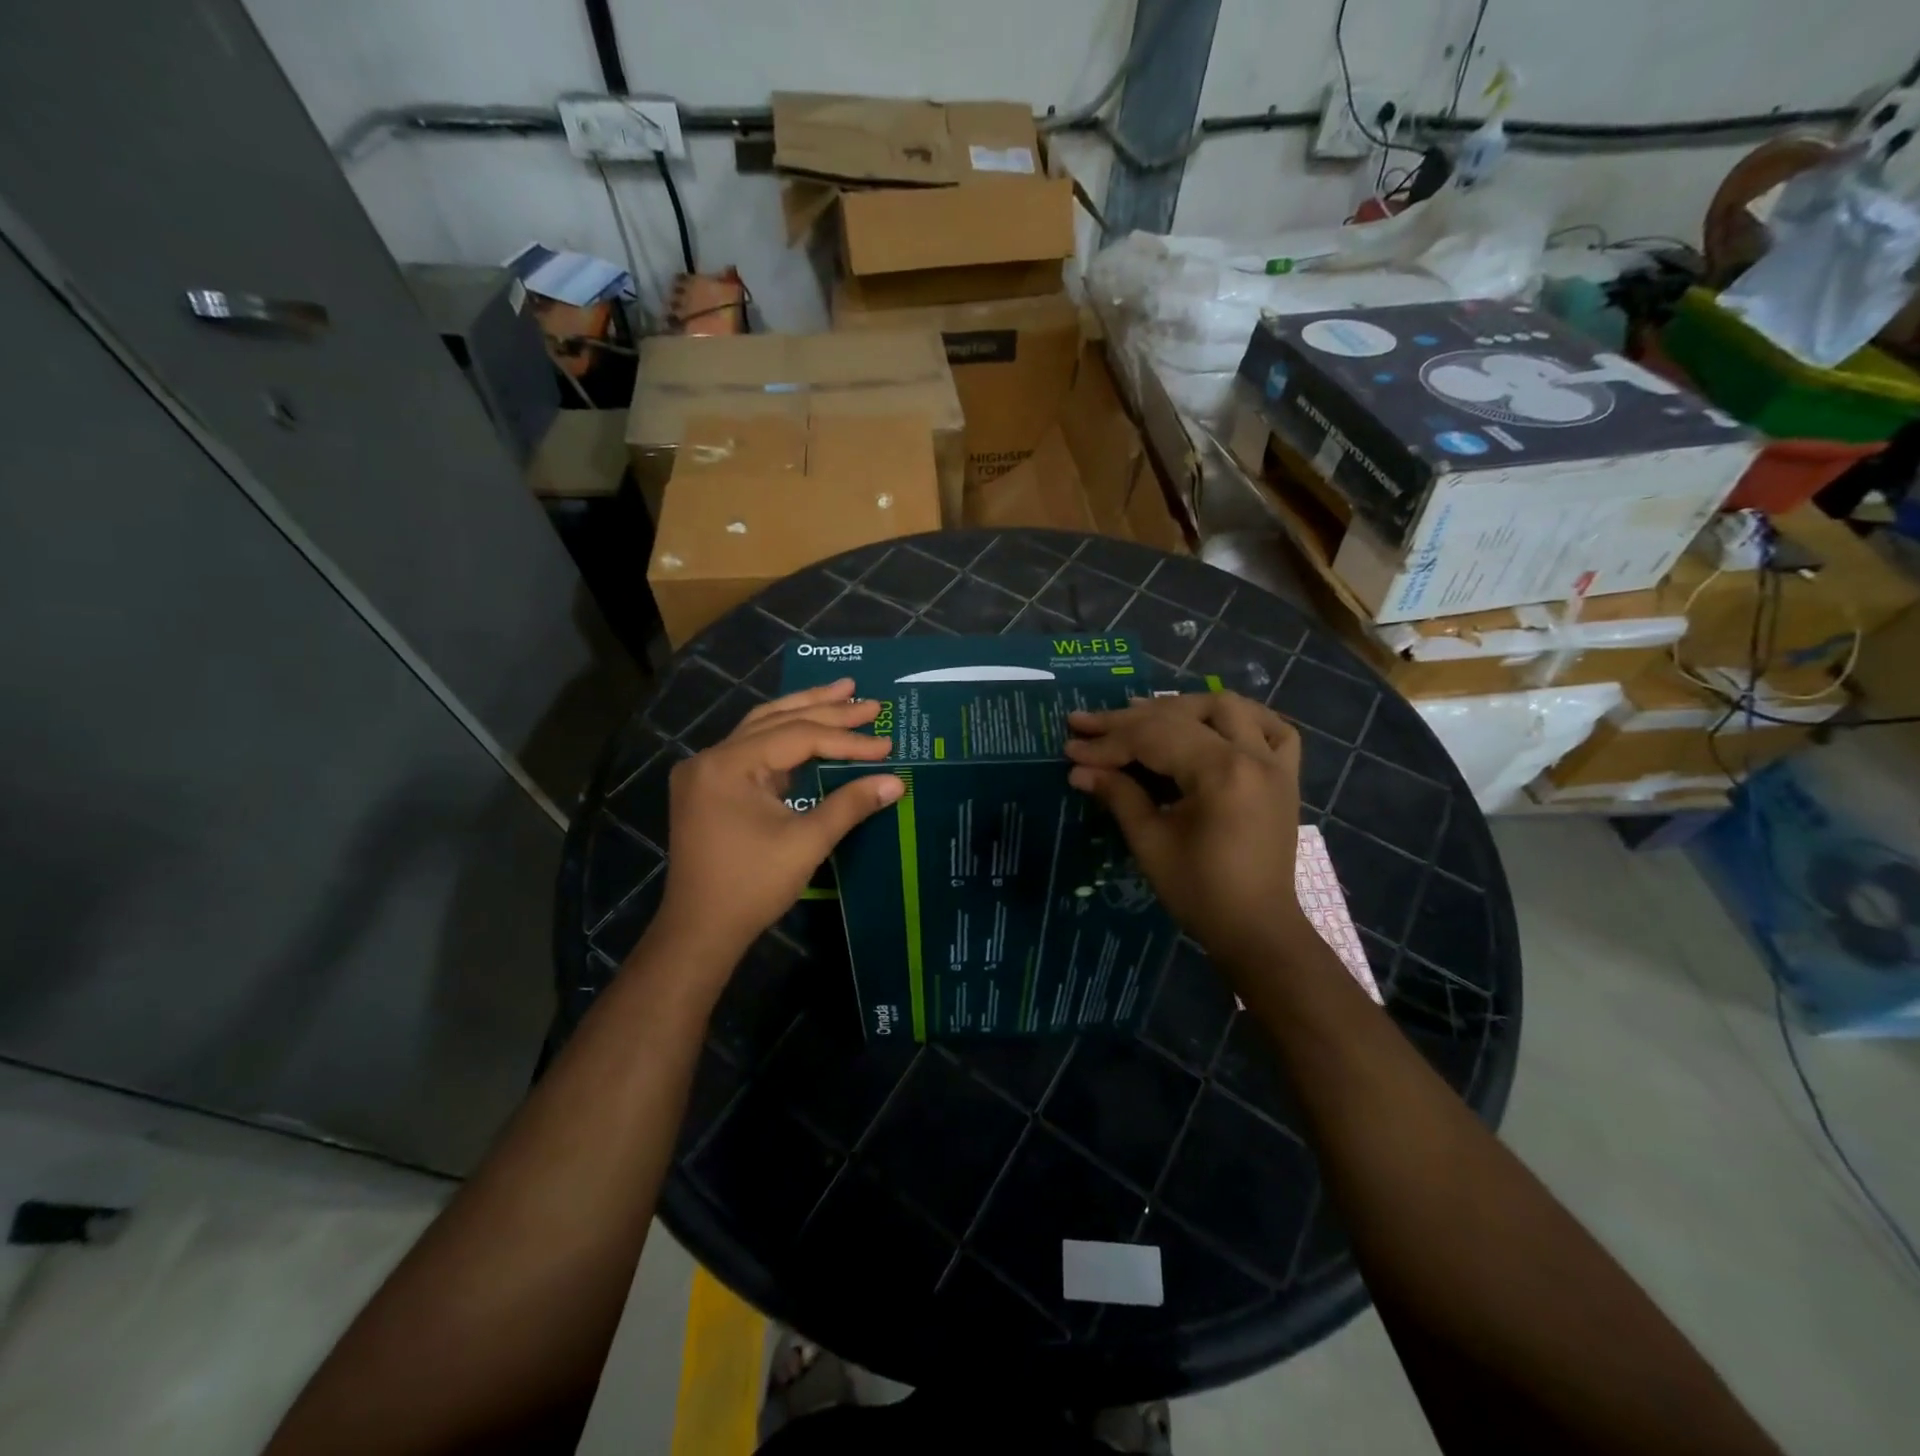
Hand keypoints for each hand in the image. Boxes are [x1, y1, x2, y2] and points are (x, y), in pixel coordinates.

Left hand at [649, 678, 902, 979]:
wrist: (700, 931)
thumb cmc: (752, 886)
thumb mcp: (806, 842)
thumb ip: (850, 804)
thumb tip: (896, 781)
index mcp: (728, 764)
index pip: (798, 737)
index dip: (846, 740)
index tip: (886, 745)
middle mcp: (711, 757)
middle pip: (776, 720)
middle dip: (826, 708)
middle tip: (868, 699)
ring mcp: (706, 772)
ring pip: (761, 728)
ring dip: (803, 712)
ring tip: (841, 694)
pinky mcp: (709, 788)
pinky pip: (752, 750)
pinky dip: (784, 740)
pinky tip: (810, 733)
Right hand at [1066, 692, 1306, 966]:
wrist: (1257, 929)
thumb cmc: (1200, 892)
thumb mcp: (1151, 843)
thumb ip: (1119, 795)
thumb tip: (1079, 769)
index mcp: (1222, 773)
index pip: (1154, 738)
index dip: (1108, 742)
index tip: (1071, 746)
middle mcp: (1253, 755)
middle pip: (1182, 716)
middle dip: (1129, 720)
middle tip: (1088, 724)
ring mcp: (1275, 762)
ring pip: (1227, 707)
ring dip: (1180, 707)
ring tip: (1139, 716)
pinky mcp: (1285, 774)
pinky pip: (1270, 727)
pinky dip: (1239, 717)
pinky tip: (1209, 723)